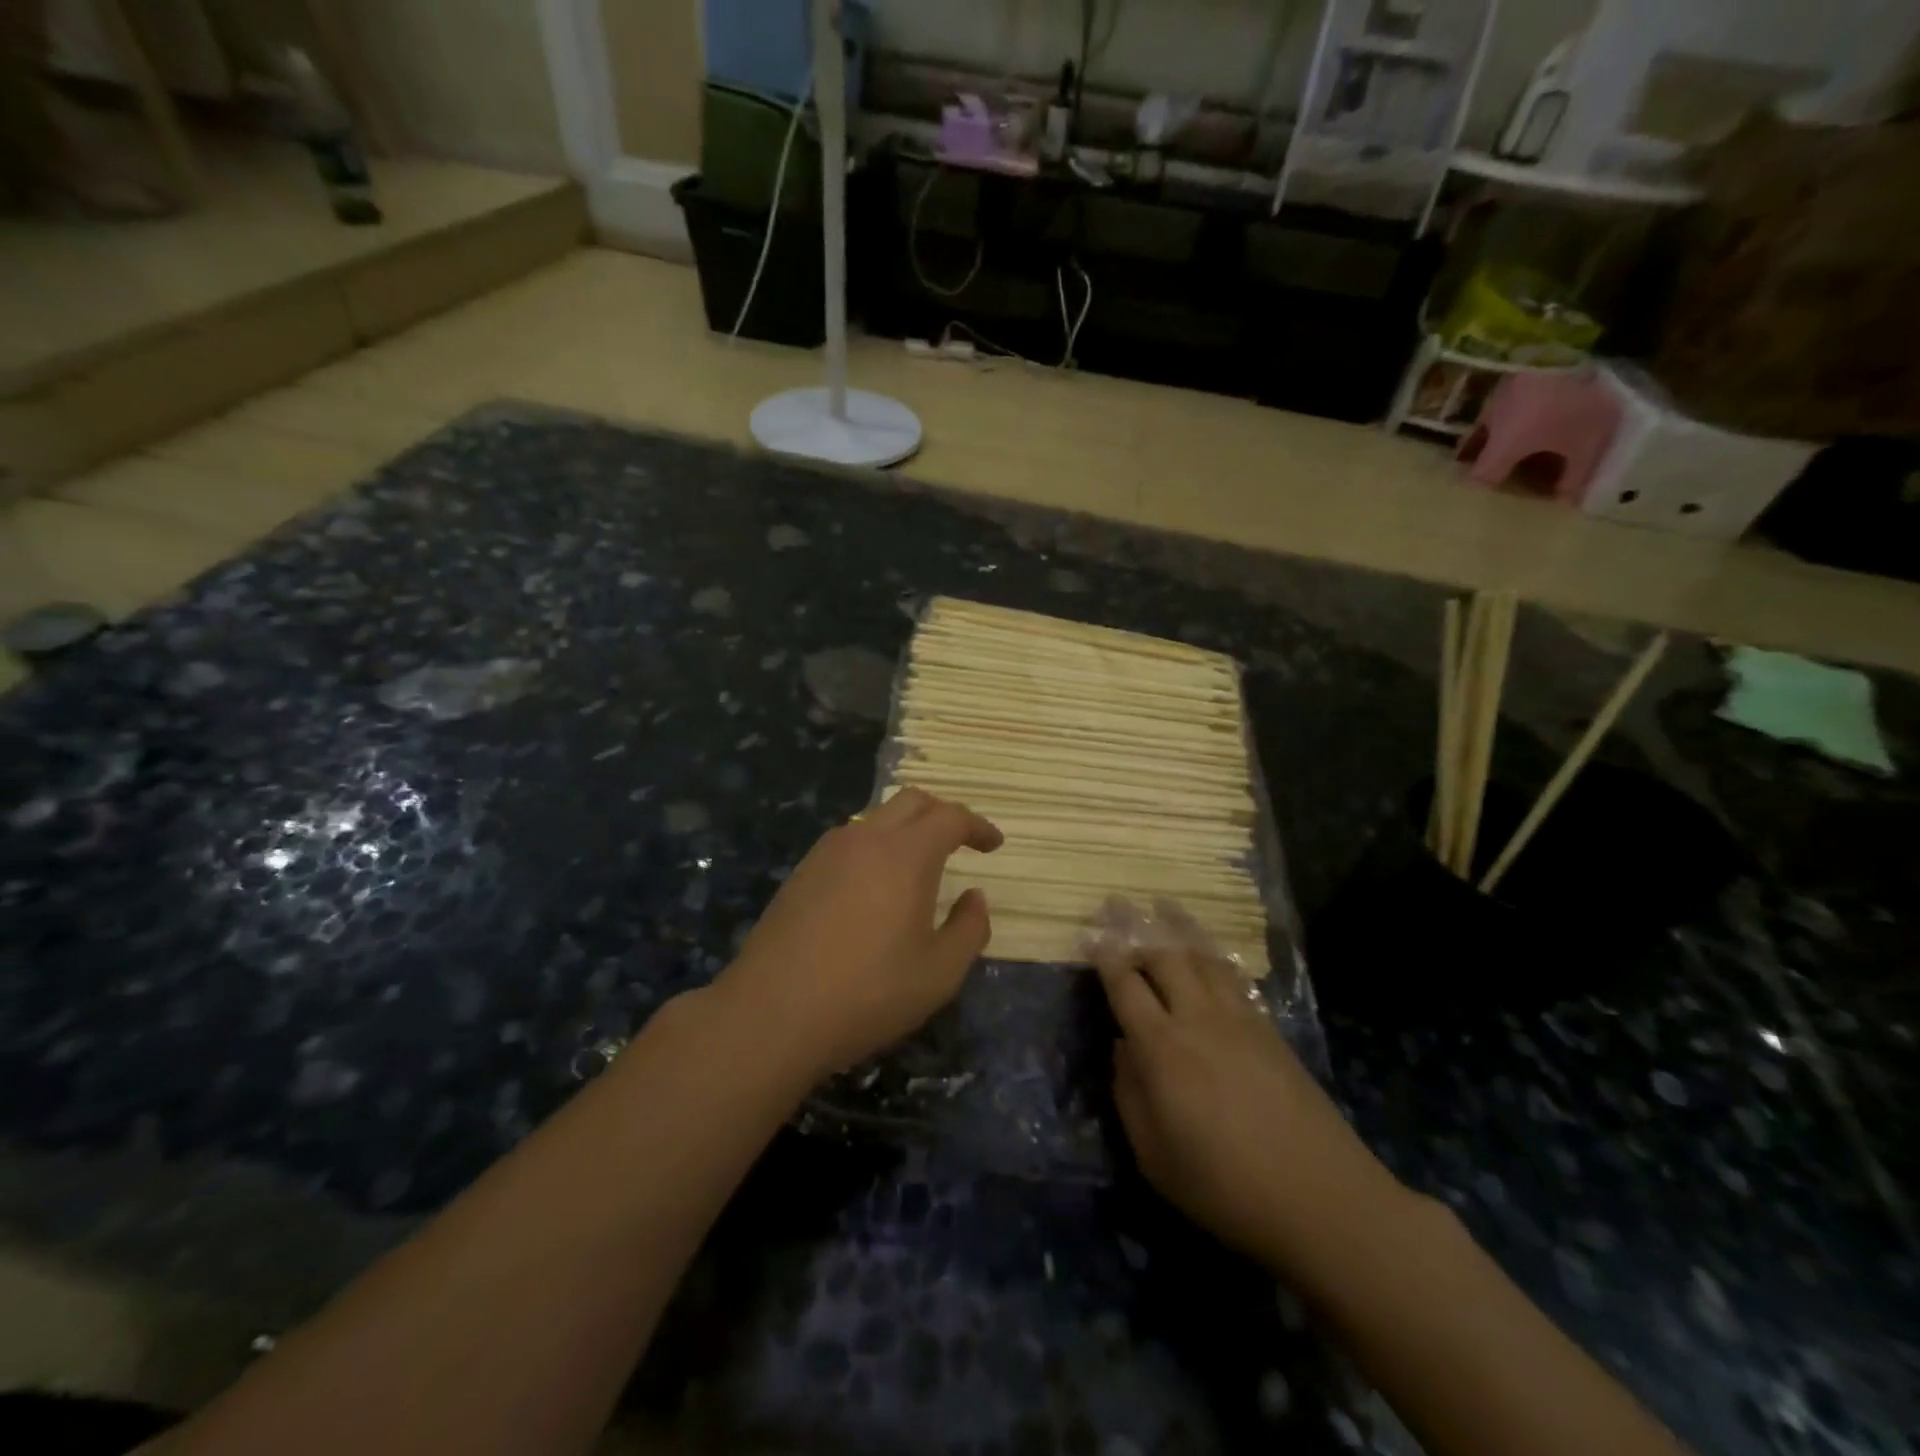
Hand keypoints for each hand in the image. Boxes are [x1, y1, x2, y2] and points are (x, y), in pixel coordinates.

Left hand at [716, 788, 1003, 1078]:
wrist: (772, 1013)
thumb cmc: (867, 994)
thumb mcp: (939, 974)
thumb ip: (969, 930)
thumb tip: (976, 897)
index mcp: (906, 854)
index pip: (951, 817)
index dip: (978, 826)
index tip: (994, 844)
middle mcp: (866, 838)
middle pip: (912, 801)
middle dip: (942, 814)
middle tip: (960, 842)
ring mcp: (827, 852)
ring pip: (876, 818)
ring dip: (905, 829)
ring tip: (919, 865)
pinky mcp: (801, 872)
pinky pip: (849, 841)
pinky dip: (875, 846)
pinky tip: (874, 885)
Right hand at [1092, 912, 1402, 1275]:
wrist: (1321, 1198)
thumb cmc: (1225, 1186)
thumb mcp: (1154, 1156)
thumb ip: (1129, 1095)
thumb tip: (1123, 1048)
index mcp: (1162, 1048)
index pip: (1125, 986)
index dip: (1104, 957)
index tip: (1088, 933)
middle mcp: (1198, 1020)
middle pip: (1164, 957)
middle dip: (1136, 927)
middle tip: (1117, 904)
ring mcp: (1239, 1020)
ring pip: (1203, 957)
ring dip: (1179, 927)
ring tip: (1163, 904)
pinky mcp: (1269, 1030)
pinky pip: (1233, 977)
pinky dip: (1214, 954)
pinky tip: (1209, 951)